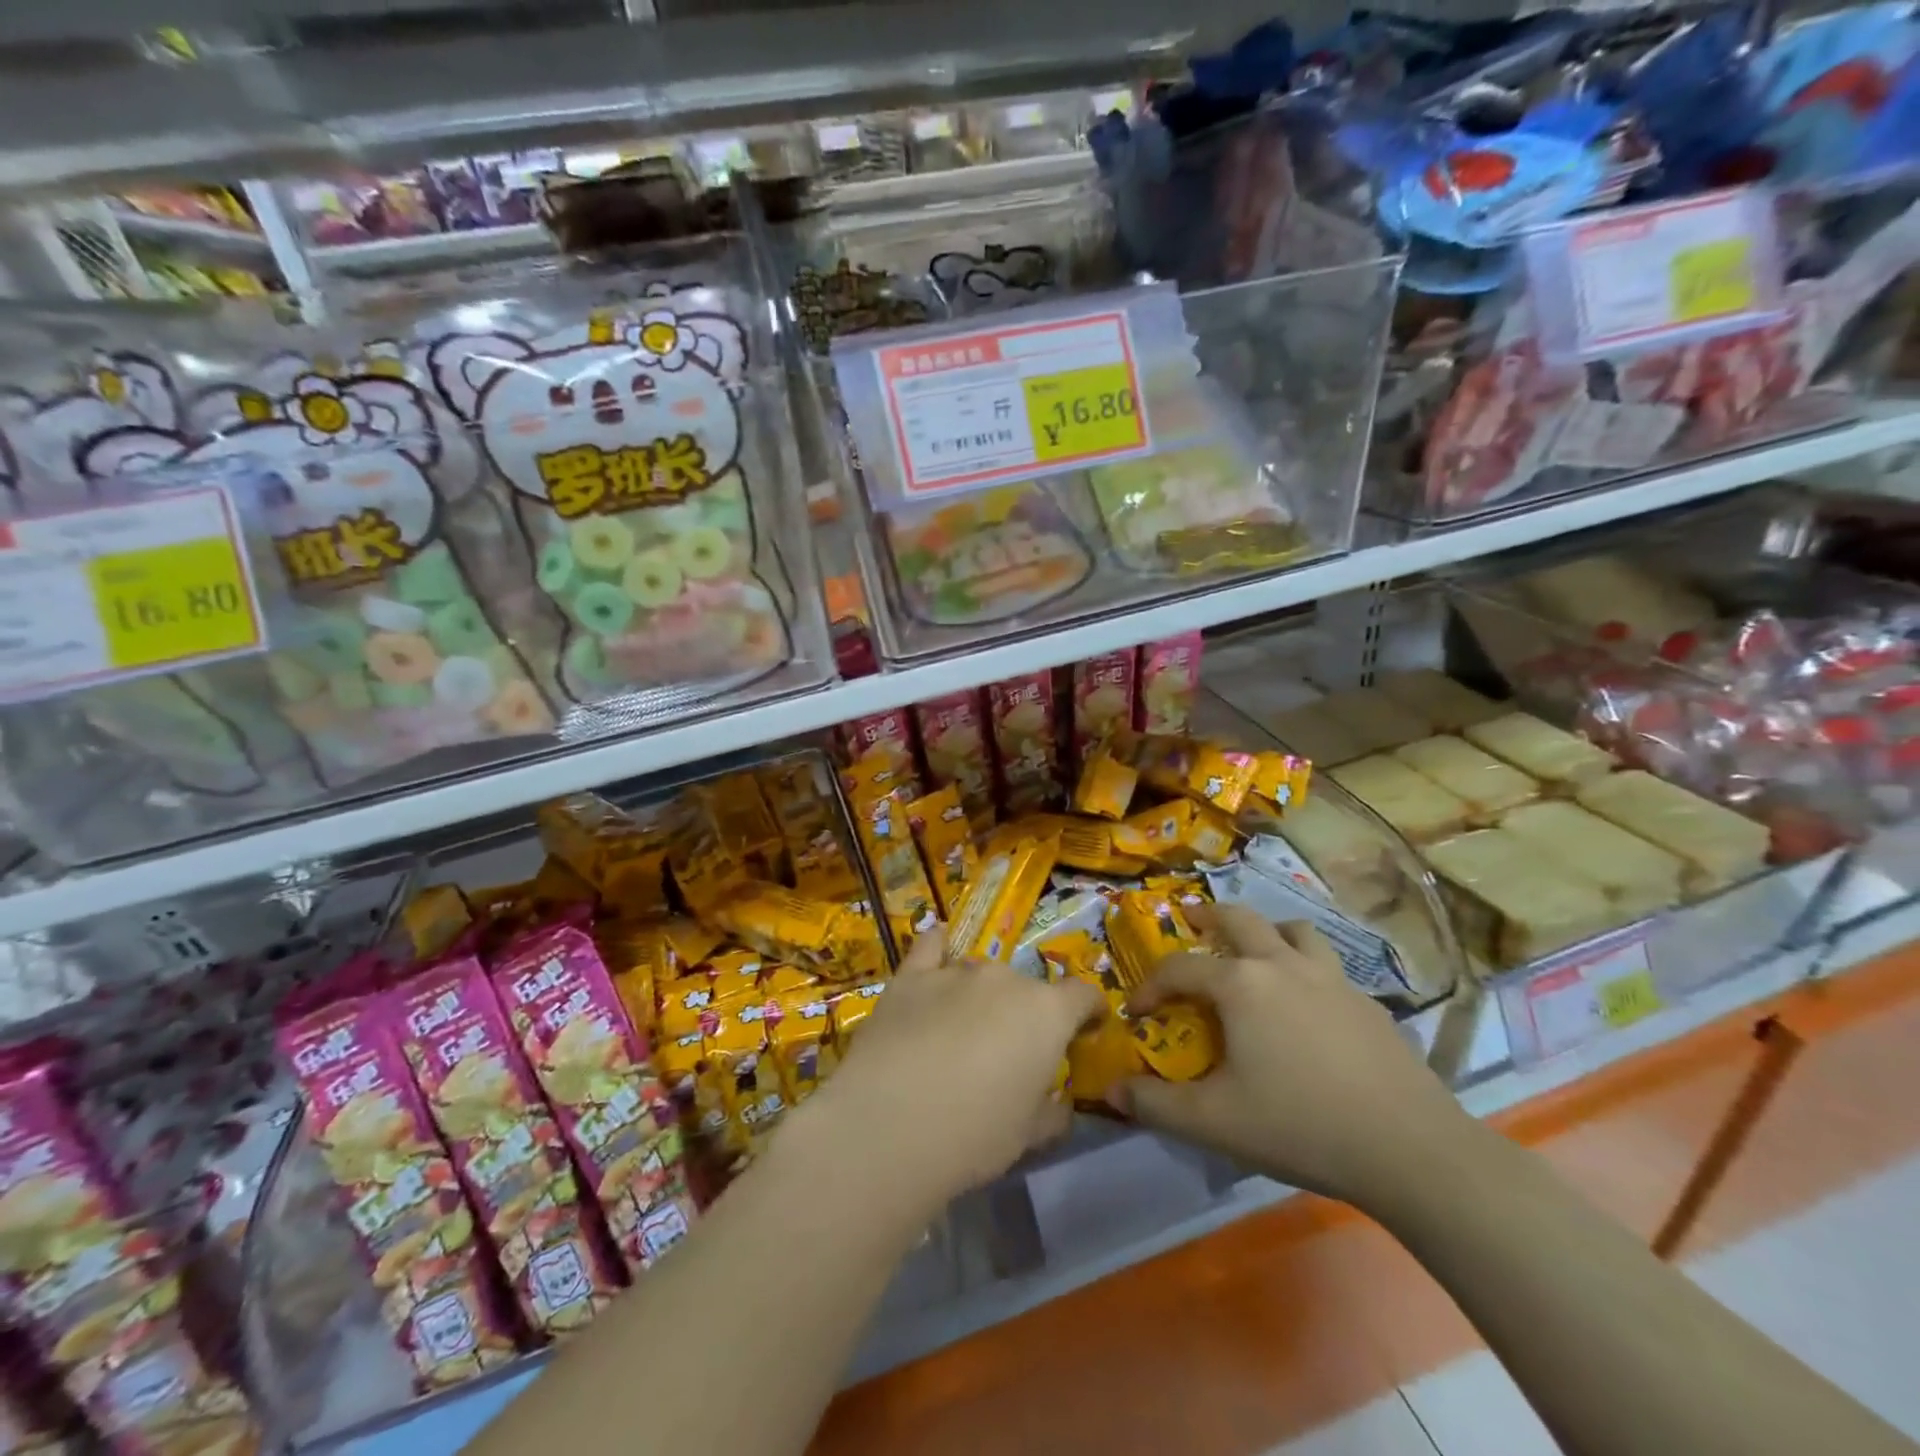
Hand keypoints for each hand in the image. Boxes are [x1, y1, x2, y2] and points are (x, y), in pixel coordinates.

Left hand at [797, 931, 1104, 1217]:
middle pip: (1026, 987)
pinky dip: (940, 948)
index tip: (1085, 1031)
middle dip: (1025, 1014)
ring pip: (980, 973)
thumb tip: (1060, 1102)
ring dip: (981, 996)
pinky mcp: (910, 976)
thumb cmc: (975, 1135)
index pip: (1083, 995)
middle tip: (1008, 1052)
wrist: (890, 1125)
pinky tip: (939, 949)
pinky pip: (931, 946)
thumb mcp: (1029, 1136)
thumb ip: (1053, 1111)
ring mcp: (955, 971)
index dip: (1088, 1012)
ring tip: (963, 1031)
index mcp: (1047, 1013)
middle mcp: (1005, 979)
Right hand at [1117, 904, 1468, 1210]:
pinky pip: (1328, 967)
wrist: (1410, 1150)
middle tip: (1191, 922)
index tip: (1137, 1011)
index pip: (1180, 968)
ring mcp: (1332, 979)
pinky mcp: (1368, 1003)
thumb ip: (1155, 1105)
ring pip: (1293, 930)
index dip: (1150, 985)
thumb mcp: (1214, 1122)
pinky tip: (1308, 1007)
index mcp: (1241, 984)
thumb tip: (1111, 1091)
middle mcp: (1283, 964)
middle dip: (1207, 916)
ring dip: (1266, 932)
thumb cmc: (1300, 1126)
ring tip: (1255, 953)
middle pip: (1239, 918)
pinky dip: (1306, 968)